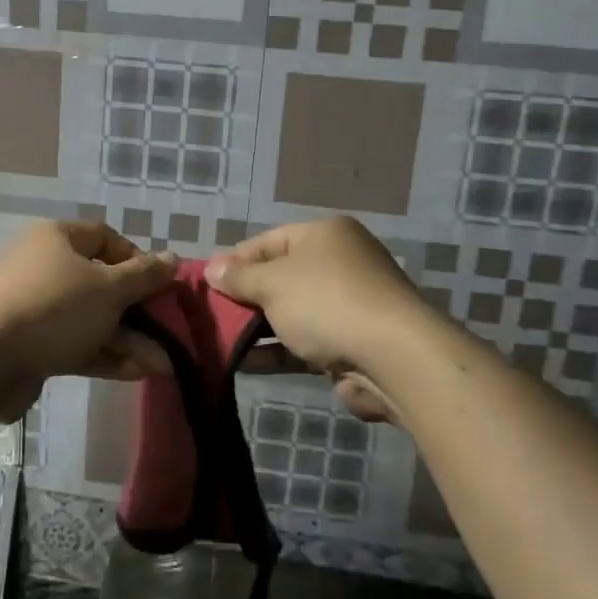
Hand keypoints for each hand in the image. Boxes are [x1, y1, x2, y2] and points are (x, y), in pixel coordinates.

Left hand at [0, 220, 176, 415]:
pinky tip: (136, 373)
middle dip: (138, 312)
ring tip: (162, 366)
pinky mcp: (29, 345)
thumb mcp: (109, 288)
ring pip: (91, 319)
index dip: (137, 260)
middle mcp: (44, 267)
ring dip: (127, 340)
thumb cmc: (53, 308)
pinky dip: (104, 355)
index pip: (106, 238)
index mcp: (57, 238)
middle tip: (167, 334)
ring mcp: (35, 308)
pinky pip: (74, 343)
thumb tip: (172, 258)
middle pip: (101, 283)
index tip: (159, 286)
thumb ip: (144, 276)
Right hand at [205, 217, 443, 422]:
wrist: (392, 357)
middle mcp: (339, 263)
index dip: (234, 260)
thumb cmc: (325, 302)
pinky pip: (304, 342)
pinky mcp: (350, 342)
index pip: (268, 241)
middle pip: (280, 276)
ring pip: (291, 312)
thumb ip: (239, 277)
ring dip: (257, 327)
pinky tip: (243, 363)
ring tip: (218, 341)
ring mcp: (347, 304)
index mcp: (324, 235)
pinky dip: (276, 350)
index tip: (205, 282)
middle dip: (245, 296)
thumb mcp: (272, 283)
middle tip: (209, 314)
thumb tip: (211, 268)